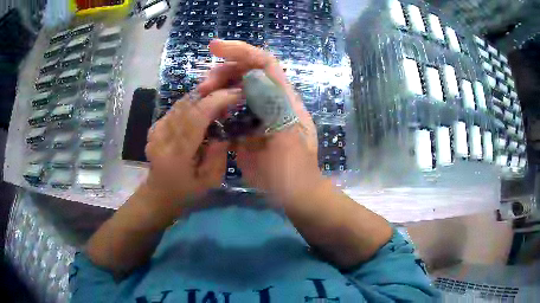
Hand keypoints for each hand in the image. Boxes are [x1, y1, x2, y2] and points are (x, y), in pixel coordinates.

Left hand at [144, 88, 241, 205]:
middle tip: (231, 92)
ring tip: (220, 98)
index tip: (236, 93)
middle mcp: (163, 137)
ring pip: (182, 102)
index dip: (216, 101)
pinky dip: (192, 103)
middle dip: (212, 93)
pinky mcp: (155, 126)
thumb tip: (224, 130)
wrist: (158, 194)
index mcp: (177, 154)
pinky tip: (203, 107)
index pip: (196, 117)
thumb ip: (218, 154)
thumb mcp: (209, 181)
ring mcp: (156, 130)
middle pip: (188, 104)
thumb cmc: (186, 192)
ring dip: (203, 96)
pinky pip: (176, 108)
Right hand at [199, 40, 324, 201]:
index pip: (263, 63)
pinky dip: (214, 109)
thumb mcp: (287, 137)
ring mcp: (255, 115)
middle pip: (245, 73)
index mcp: (283, 98)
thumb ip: (273, 106)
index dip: (241, 51)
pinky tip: (205, 114)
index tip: (215, 47)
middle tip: (203, 87)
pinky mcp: (244, 129)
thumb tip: (252, 77)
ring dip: (216, 90)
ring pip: (234, 91)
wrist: (291, 194)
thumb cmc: (294, 169)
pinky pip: (227, 112)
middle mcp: (269, 101)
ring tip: (201, 98)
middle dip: (222, 73)